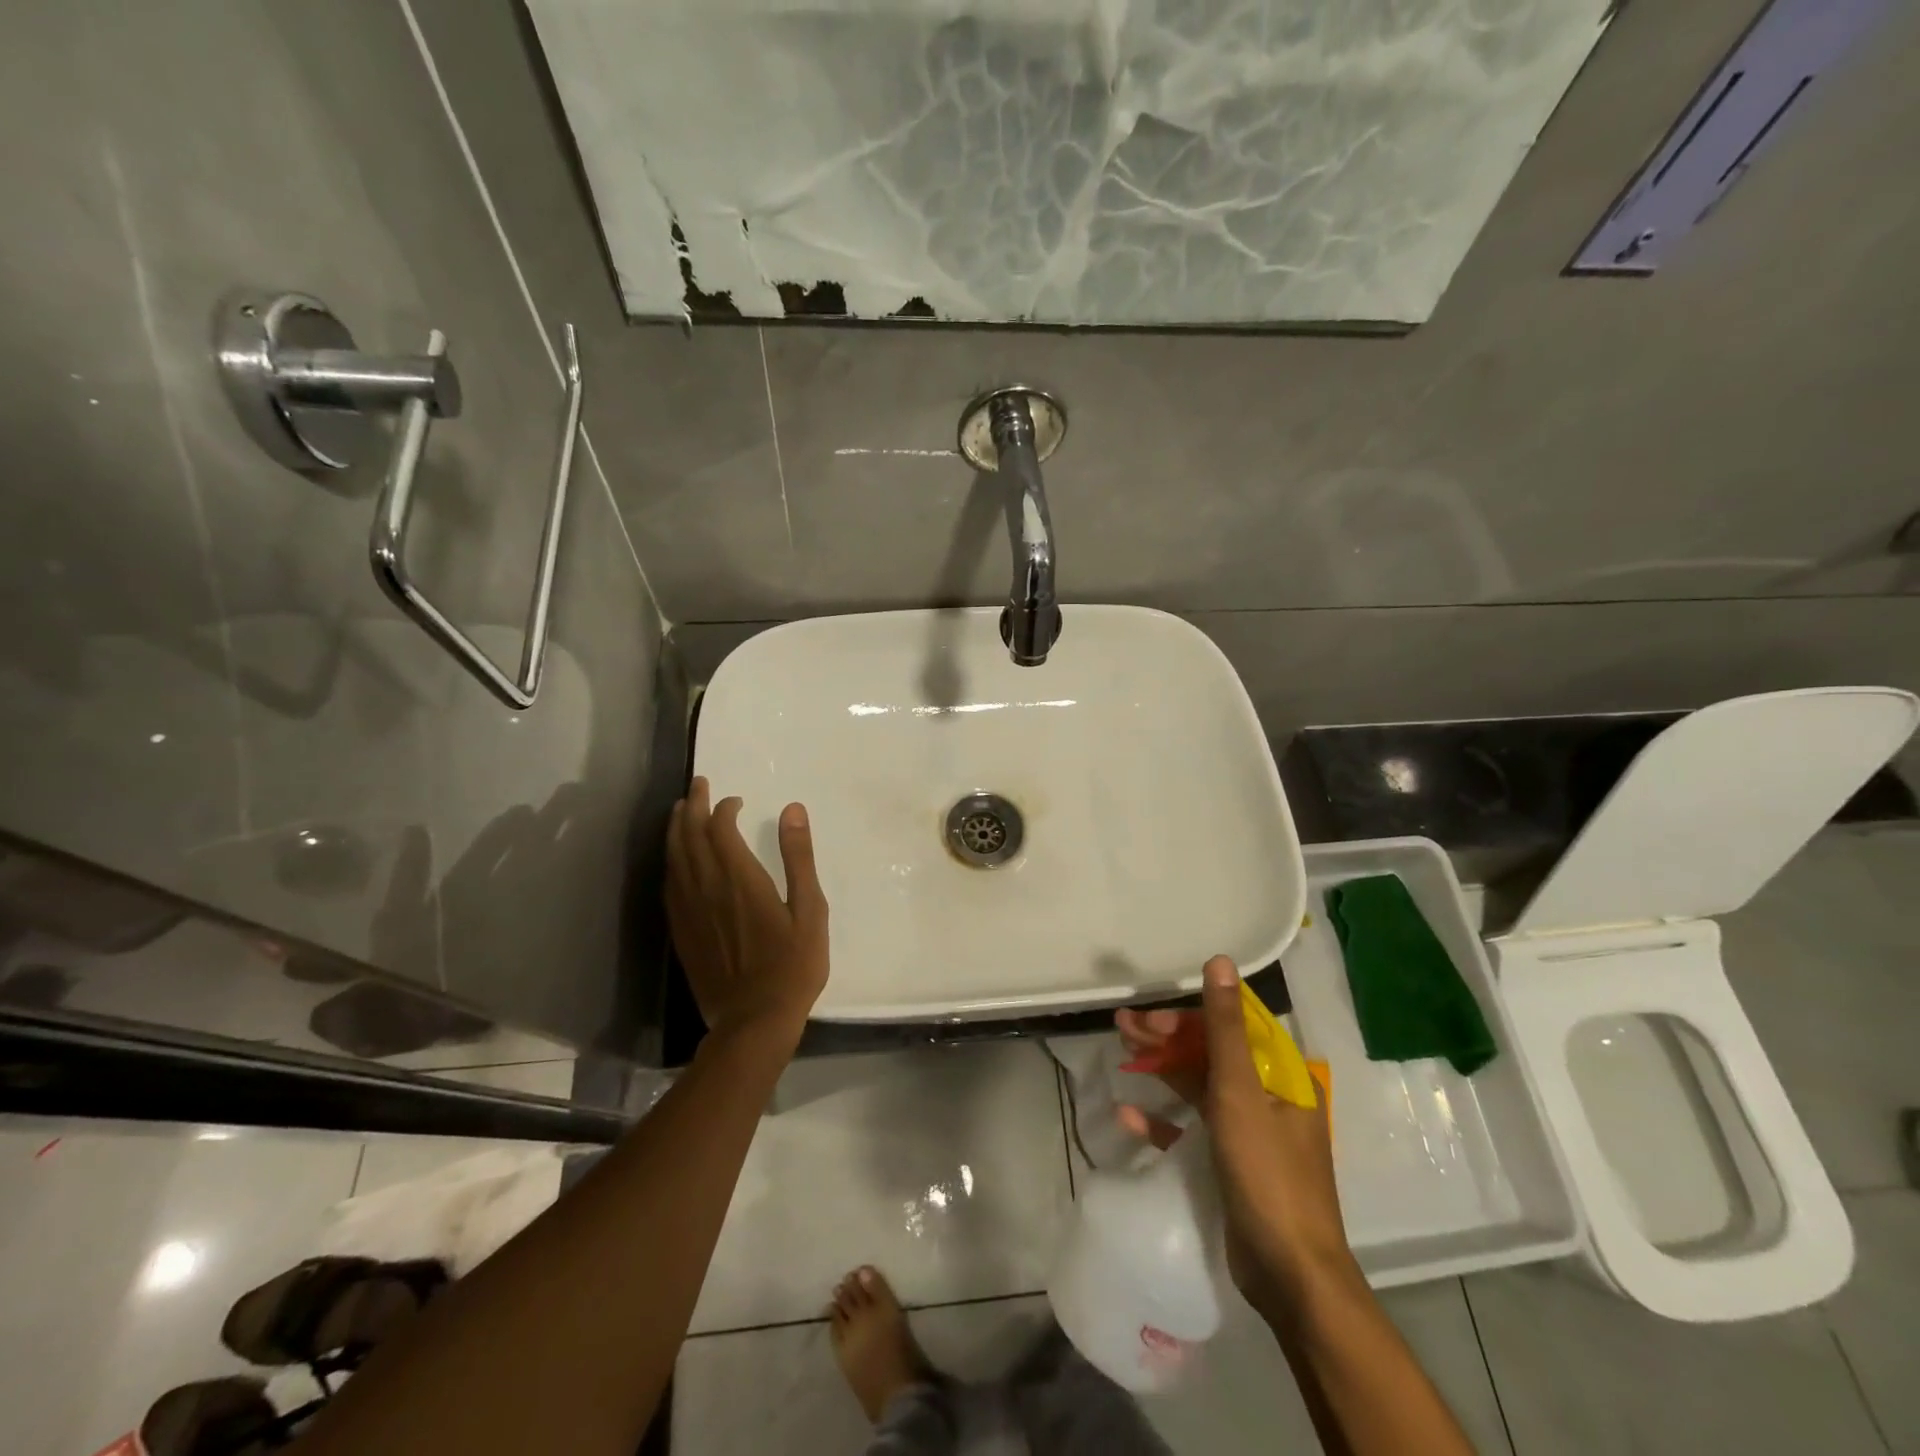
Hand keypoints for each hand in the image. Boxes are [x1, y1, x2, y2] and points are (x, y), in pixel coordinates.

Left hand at [666, 777, 828, 1047]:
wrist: (753, 1021)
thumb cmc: (792, 965)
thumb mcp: (809, 909)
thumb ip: (798, 857)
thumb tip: (793, 810)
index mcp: (739, 879)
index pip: (720, 829)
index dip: (724, 809)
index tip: (736, 800)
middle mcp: (707, 887)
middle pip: (691, 836)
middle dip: (693, 806)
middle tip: (698, 785)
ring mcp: (689, 911)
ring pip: (674, 858)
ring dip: (676, 829)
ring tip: (680, 810)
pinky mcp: (681, 931)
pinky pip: (668, 886)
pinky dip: (670, 862)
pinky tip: (674, 859)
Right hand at [1116, 956, 1353, 1316]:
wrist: (1290, 1275)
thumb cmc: (1267, 1174)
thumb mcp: (1240, 1094)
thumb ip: (1224, 1028)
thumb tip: (1220, 961)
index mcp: (1281, 1077)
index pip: (1233, 1026)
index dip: (1191, 1014)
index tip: (1151, 1013)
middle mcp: (1268, 1098)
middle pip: (1211, 1053)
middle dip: (1167, 1038)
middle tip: (1122, 1025)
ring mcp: (1249, 1133)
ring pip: (1199, 1086)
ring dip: (1161, 1068)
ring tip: (1121, 1051)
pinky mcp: (1231, 1164)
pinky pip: (1193, 1129)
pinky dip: (1163, 1119)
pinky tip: (1129, 1113)